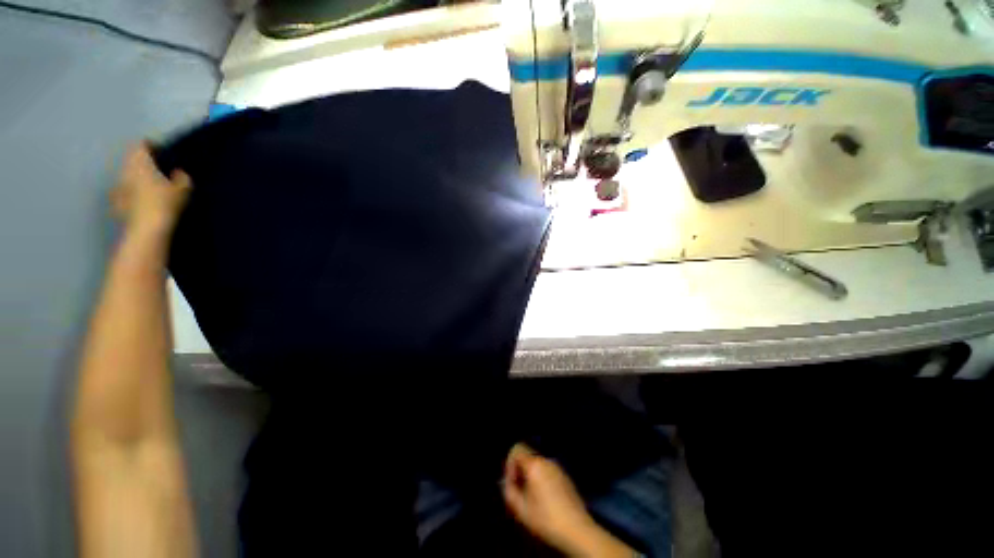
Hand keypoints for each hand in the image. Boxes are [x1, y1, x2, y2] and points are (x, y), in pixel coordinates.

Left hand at [110, 142, 190, 237]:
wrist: (147, 229)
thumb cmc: (165, 203)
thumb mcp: (182, 190)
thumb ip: (182, 178)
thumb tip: (179, 172)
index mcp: (140, 163)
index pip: (142, 145)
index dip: (151, 145)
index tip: (161, 150)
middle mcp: (126, 170)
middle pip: (132, 159)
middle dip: (143, 162)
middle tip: (157, 167)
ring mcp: (119, 187)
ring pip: (127, 175)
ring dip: (137, 176)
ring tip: (150, 184)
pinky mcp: (118, 202)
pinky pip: (124, 192)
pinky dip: (132, 192)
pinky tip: (140, 199)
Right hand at [503, 444, 634, 556]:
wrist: (578, 529)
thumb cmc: (546, 519)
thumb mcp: (521, 509)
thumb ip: (509, 492)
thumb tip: (508, 483)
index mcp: (534, 464)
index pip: (517, 449)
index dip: (509, 463)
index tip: (511, 482)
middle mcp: (546, 461)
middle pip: (527, 456)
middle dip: (519, 471)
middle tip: (518, 492)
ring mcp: (558, 468)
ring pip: (537, 464)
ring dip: (530, 476)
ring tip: (530, 498)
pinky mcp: (566, 477)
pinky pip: (548, 471)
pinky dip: (541, 479)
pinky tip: (544, 500)